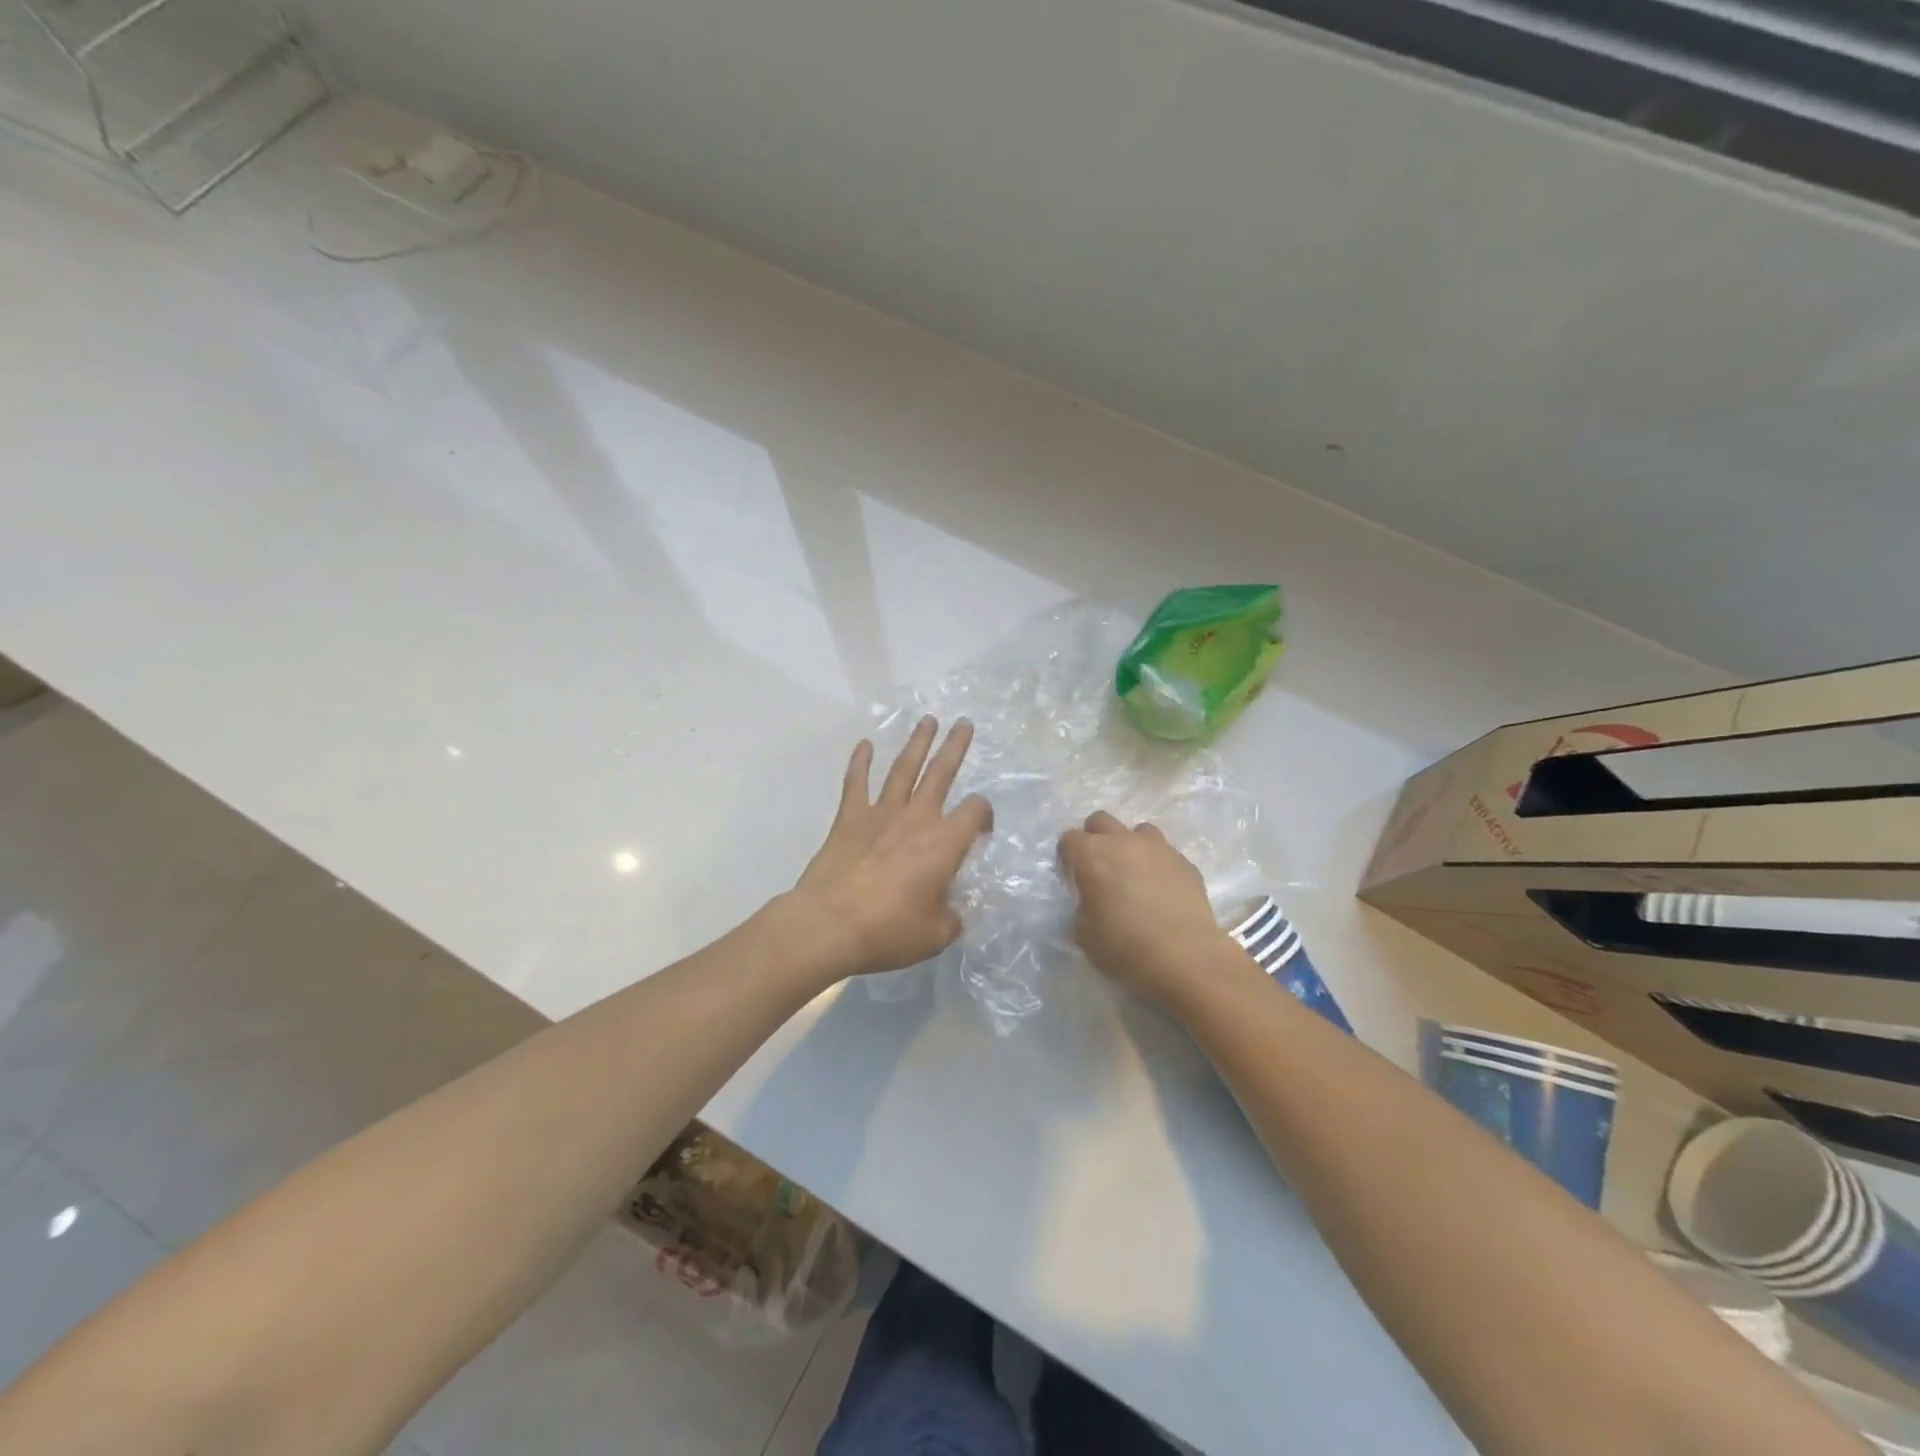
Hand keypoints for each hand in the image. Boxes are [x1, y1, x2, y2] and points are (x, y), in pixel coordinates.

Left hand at [793, 717, 993, 977]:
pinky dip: (860, 762)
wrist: (829, 924)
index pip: (975, 813)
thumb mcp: (934, 935)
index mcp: (943, 844)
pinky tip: (864, 744)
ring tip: (928, 721)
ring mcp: (880, 814)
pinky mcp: (849, 818)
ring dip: (917, 743)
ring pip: (903, 769)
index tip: (981, 829)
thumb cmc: (888, 930)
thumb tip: (952, 912)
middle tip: (964, 724)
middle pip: (941, 773)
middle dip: (955, 747)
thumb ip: (951, 918)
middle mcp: (916, 819)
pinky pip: (856, 783)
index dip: (984, 815)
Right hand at [1058, 810, 1231, 1006]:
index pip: (1068, 839)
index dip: (1068, 858)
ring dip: (1130, 846)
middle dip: (1095, 839)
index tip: (1073, 878)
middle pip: (1100, 821)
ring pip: (1138, 831)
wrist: (1185, 957)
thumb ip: (1082, 908)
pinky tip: (1162, 891)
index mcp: (1091, 856)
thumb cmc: (1125, 947)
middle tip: (1100, 869)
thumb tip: (1091, 902)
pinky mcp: (1185, 862)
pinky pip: (1165, 853)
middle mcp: (1123, 842)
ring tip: (1134, 875)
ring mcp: (1158, 848)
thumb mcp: (1084, 934)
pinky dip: (1158, 865)